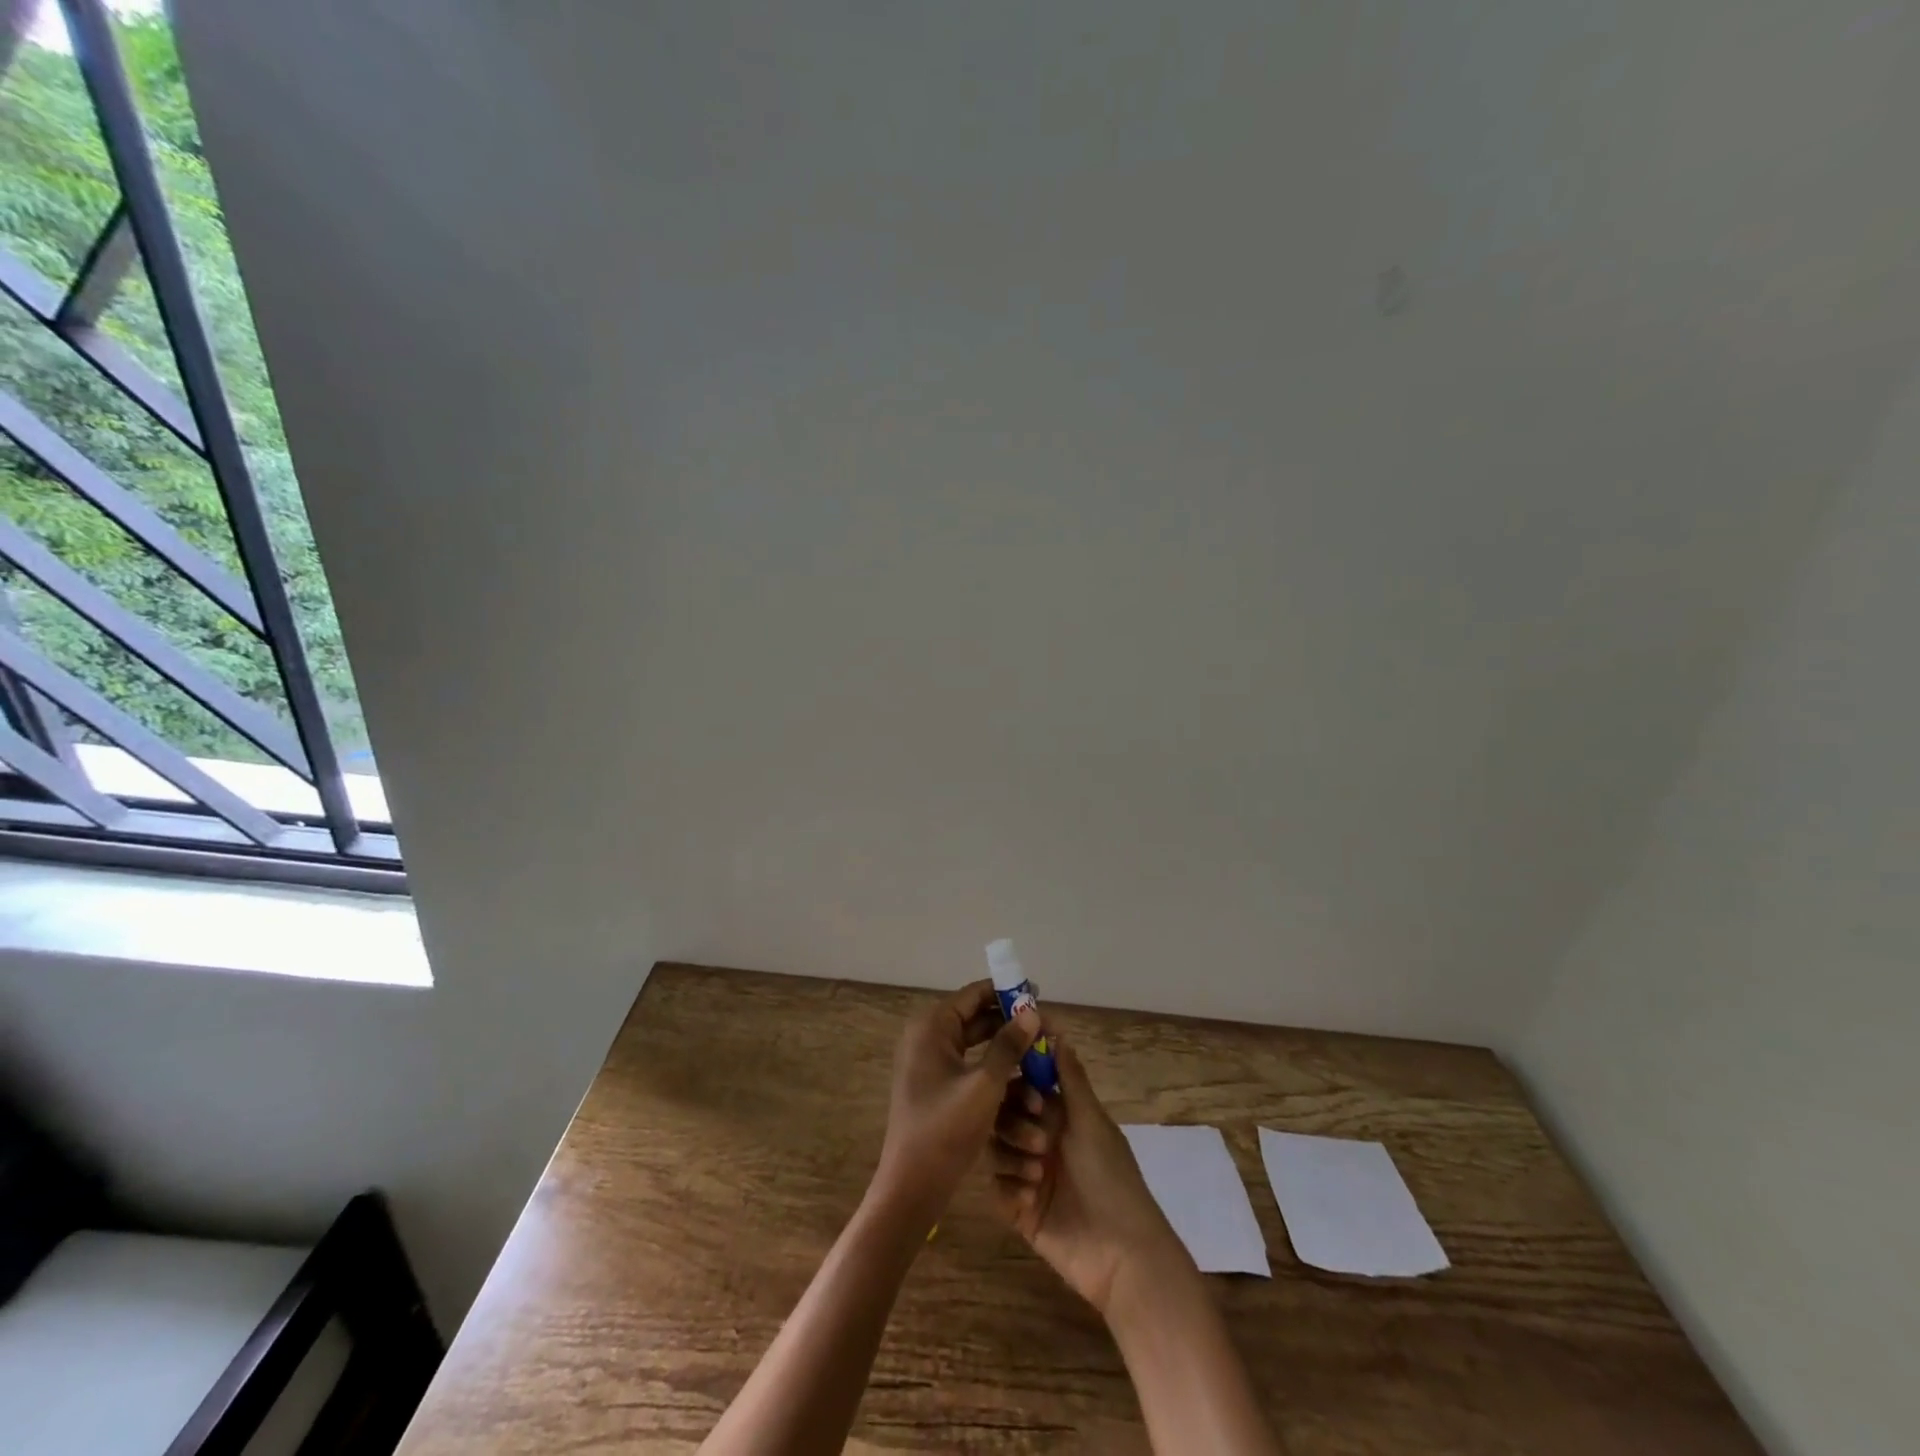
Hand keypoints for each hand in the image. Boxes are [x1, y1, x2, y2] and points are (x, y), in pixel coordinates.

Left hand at [874, 980, 1040, 1223]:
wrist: (912, 1187)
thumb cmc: (946, 1130)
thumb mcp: (985, 1085)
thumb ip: (1009, 1045)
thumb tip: (1032, 1012)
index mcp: (931, 1027)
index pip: (973, 995)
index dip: (1006, 992)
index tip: (1038, 994)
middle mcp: (927, 1037)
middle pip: (975, 1018)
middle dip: (1010, 1023)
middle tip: (1045, 1028)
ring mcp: (929, 1063)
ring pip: (975, 1044)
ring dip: (1005, 1048)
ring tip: (1040, 1052)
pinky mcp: (935, 1086)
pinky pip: (969, 1065)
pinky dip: (993, 1068)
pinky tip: (1022, 1077)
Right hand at [990, 1032, 1188, 1315]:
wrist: (1121, 1254)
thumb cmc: (1111, 1178)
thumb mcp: (1092, 1122)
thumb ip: (1070, 1078)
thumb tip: (1056, 1031)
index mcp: (1060, 1116)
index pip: (1025, 1085)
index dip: (1020, 1082)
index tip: (1025, 1089)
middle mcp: (1041, 1139)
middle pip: (1004, 1114)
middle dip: (1015, 1123)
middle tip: (1040, 1143)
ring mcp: (1028, 1174)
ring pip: (996, 1147)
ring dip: (1013, 1156)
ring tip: (1038, 1176)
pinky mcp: (1018, 1208)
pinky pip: (995, 1186)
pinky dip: (1009, 1188)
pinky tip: (1030, 1199)